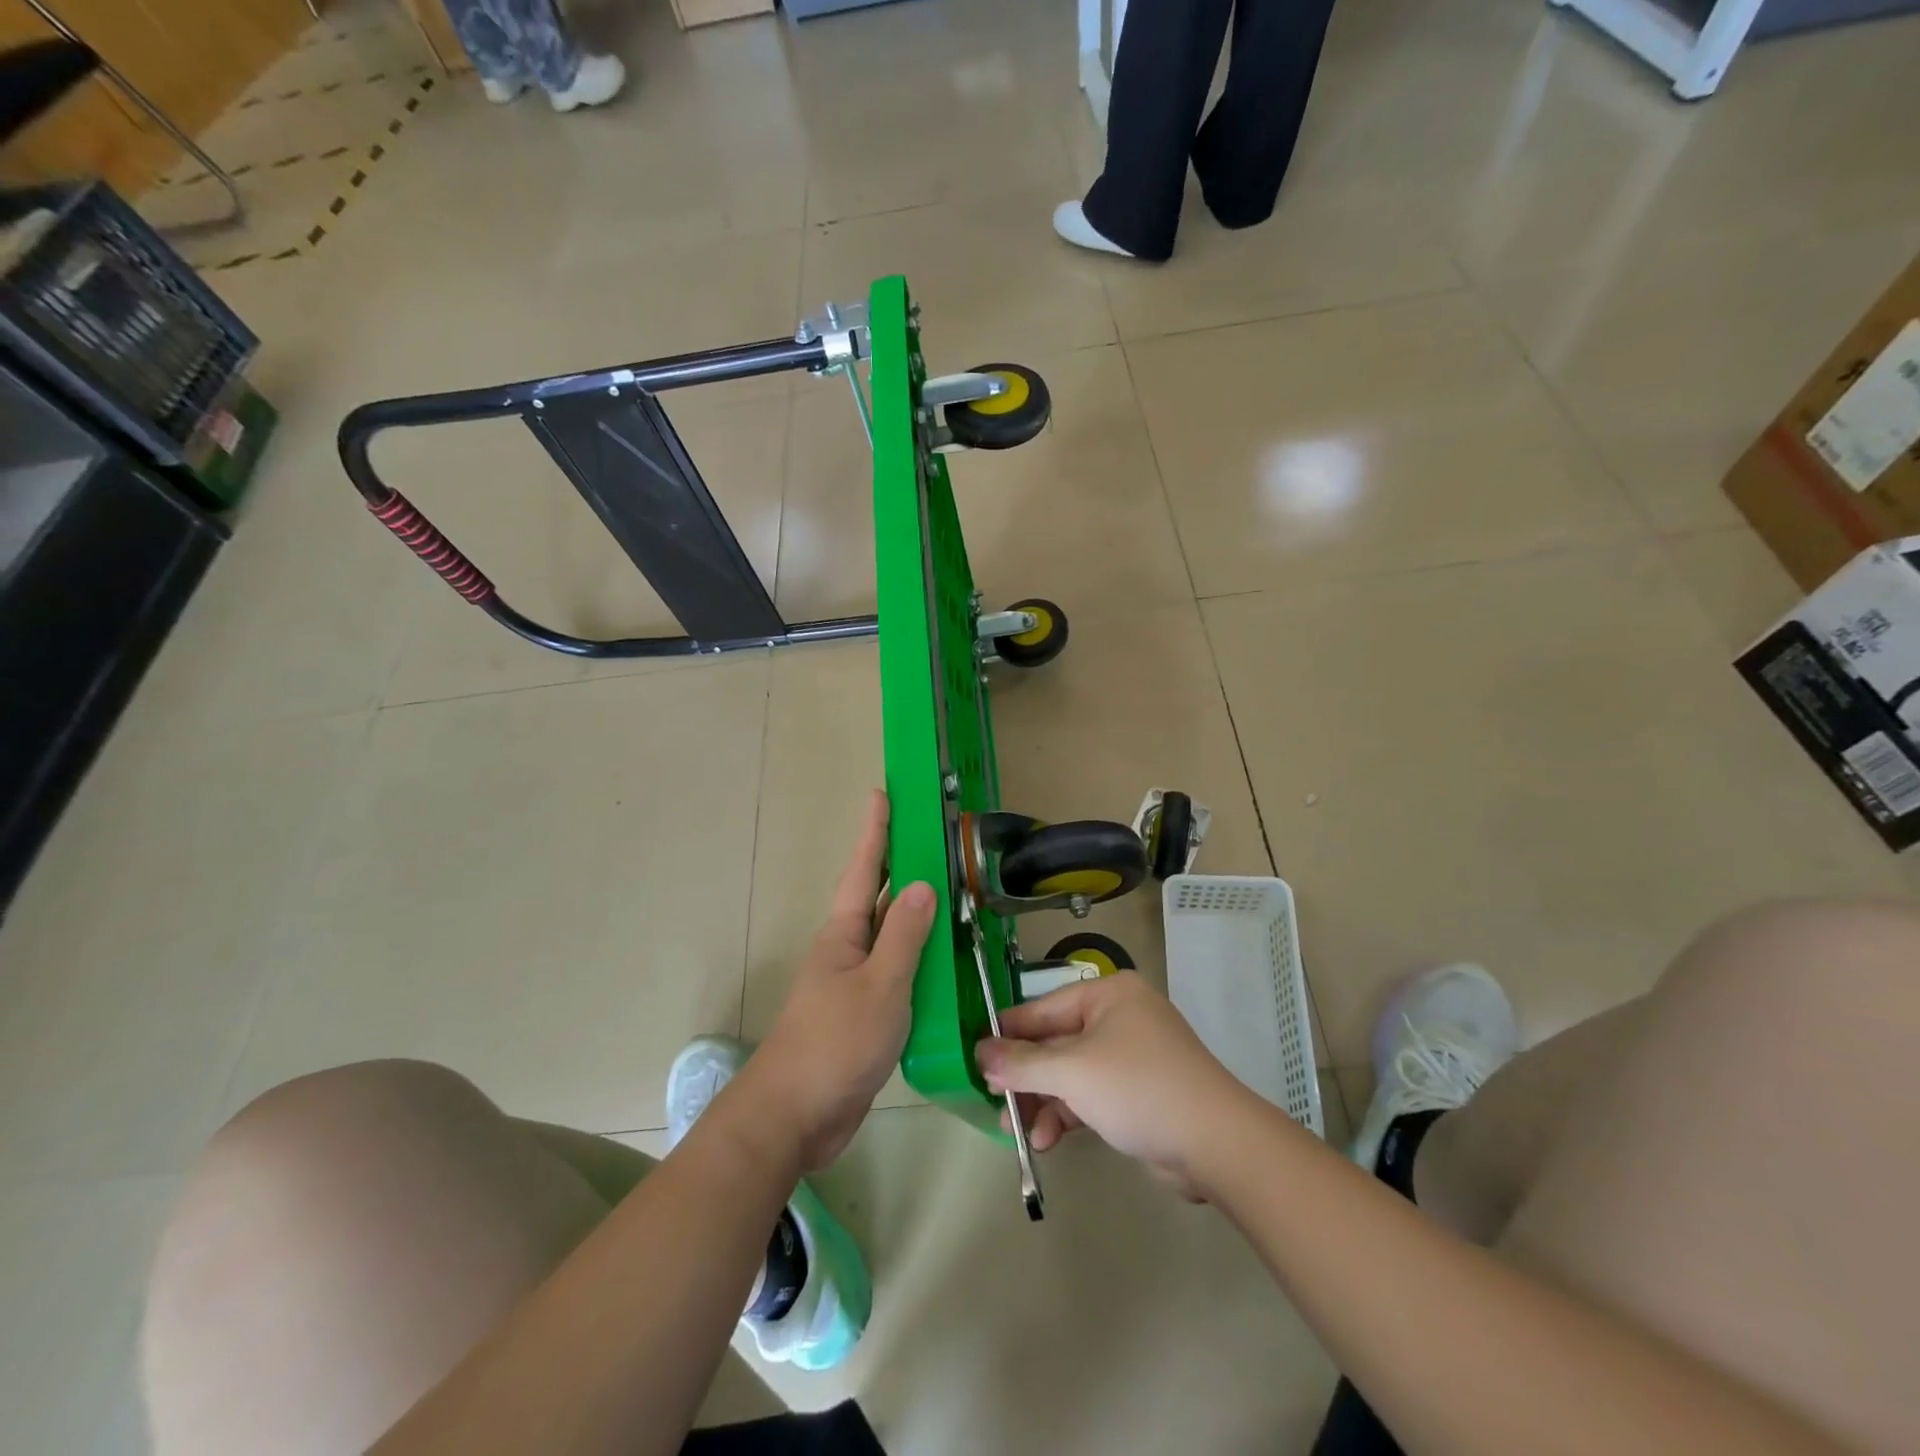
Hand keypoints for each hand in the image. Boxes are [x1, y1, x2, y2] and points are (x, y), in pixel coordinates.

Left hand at [743, 791, 935, 1172]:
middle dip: (901, 865)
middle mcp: (848, 950)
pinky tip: (947, 964)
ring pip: (892, 938)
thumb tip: (922, 884)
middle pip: (878, 897)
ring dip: (917, 916)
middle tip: (933, 838)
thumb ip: (904, 935)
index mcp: (844, 932)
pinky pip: (899, 975)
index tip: (882, 793)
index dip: (875, 830)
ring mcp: (856, 983)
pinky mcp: (866, 1015)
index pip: (864, 868)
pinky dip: (922, 962)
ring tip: (953, 894)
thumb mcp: (880, 984)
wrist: (796, 1115)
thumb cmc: (835, 1041)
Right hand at [974, 973, 1248, 1187]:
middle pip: (1055, 1043)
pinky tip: (1047, 1139)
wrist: (1216, 1144)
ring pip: (1070, 1073)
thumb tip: (980, 1053)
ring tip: (1016, 1130)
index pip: (1043, 1008)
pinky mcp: (1137, 1092)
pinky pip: (1089, 1095)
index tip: (976, 1056)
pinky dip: (1067, 1113)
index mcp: (1108, 995)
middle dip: (1025, 1076)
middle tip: (994, 1101)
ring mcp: (1130, 1057)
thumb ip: (1022, 1063)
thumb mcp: (1073, 1072)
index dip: (1009, 1032)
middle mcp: (1118, 1018)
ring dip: (1042, 1101)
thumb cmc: (1139, 1088)